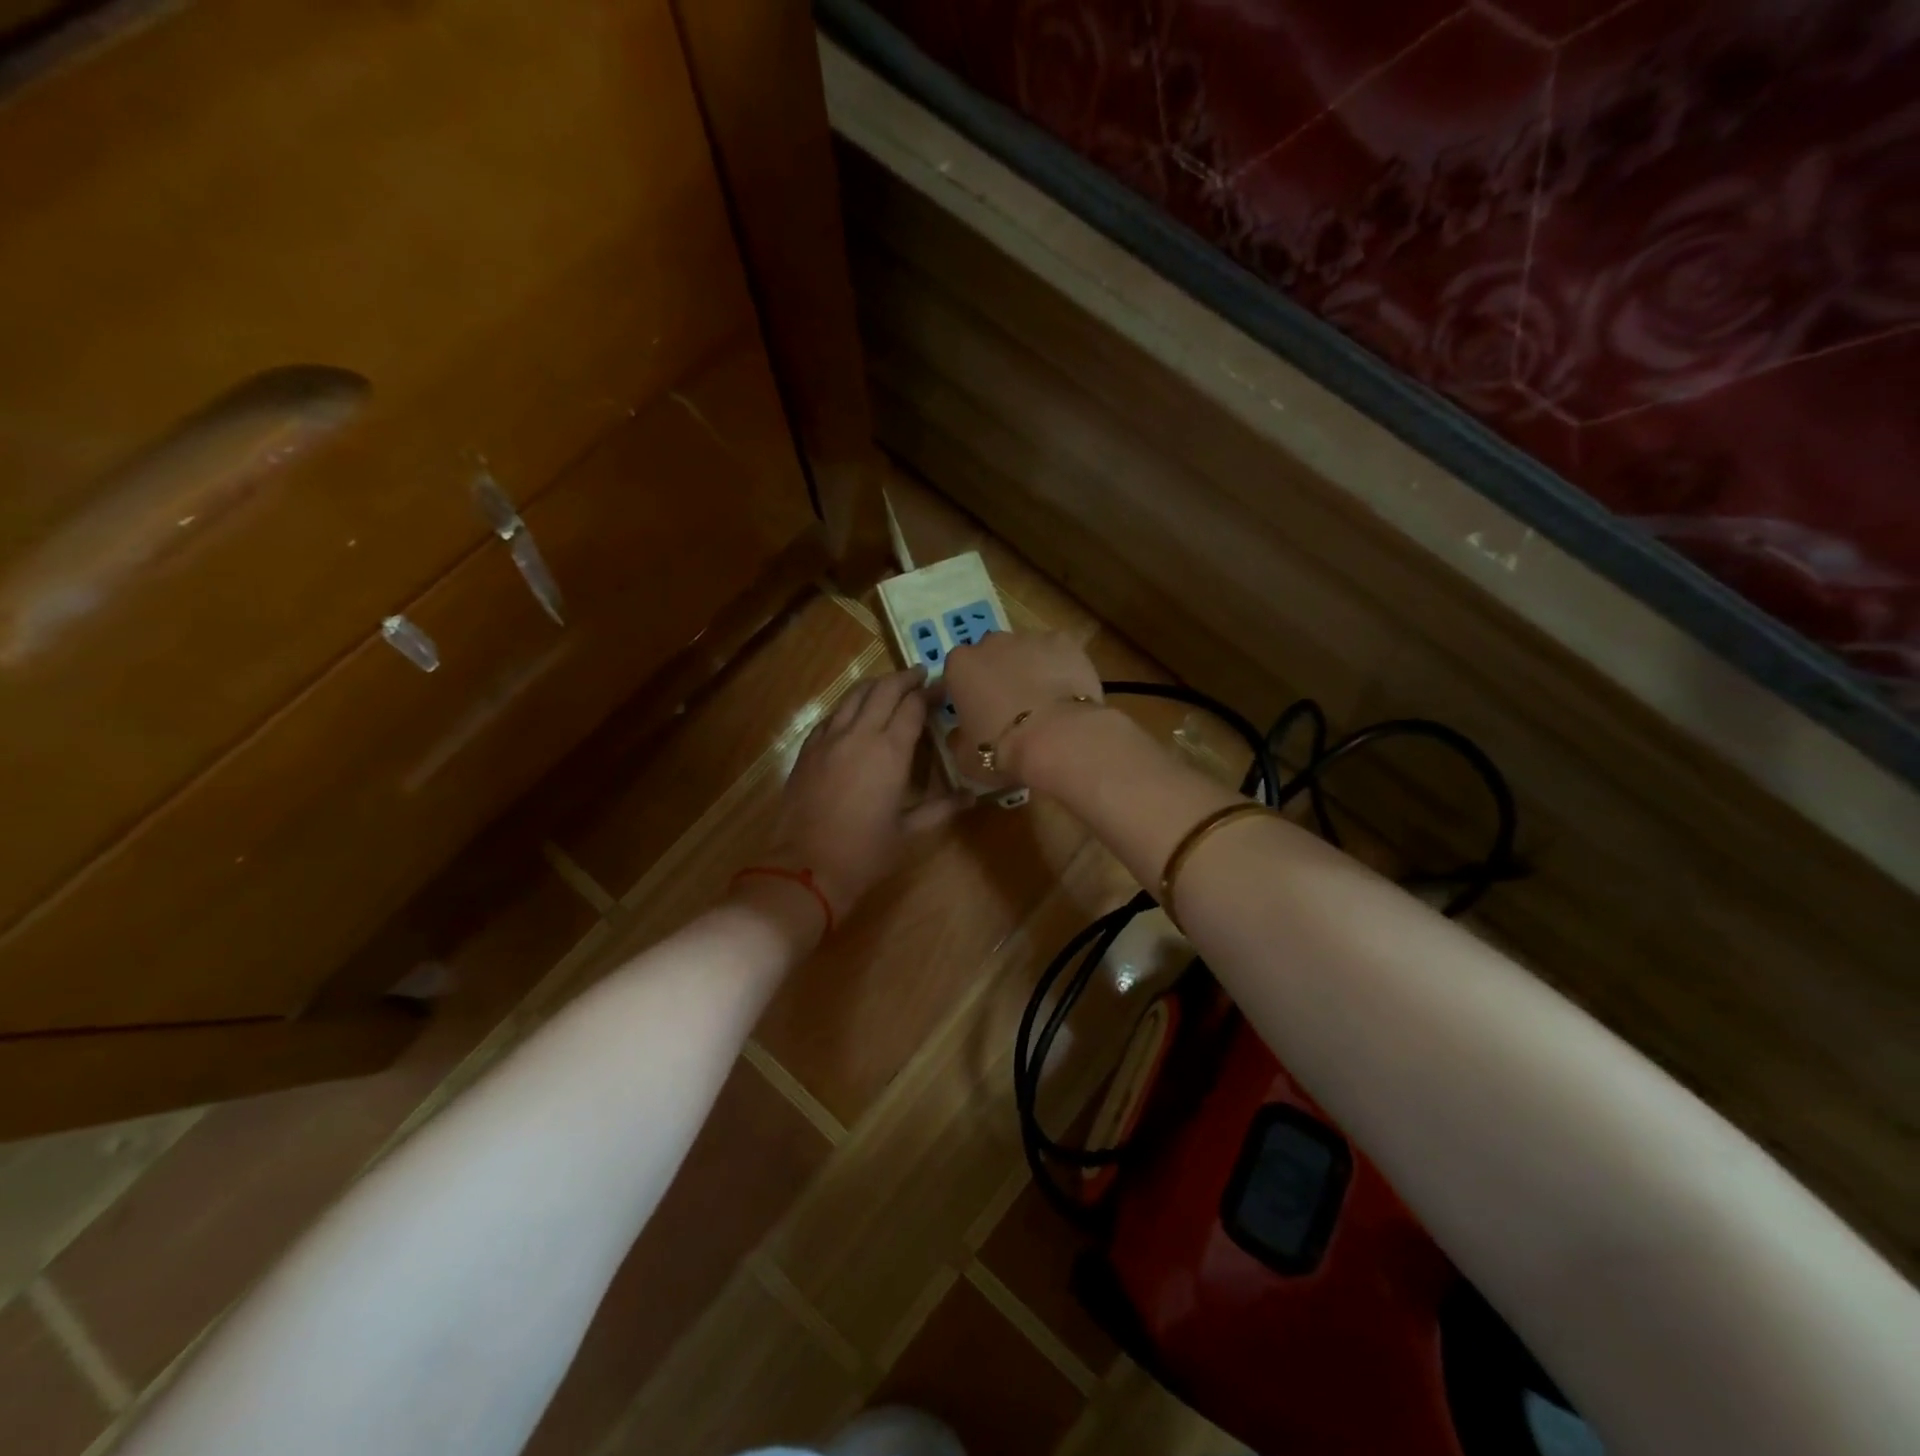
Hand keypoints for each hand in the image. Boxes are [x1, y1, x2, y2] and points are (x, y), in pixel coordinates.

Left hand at [768, 666, 967, 921]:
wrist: (806, 866)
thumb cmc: (865, 852)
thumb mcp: (910, 831)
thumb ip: (942, 808)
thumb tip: (972, 797)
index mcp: (890, 751)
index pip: (913, 706)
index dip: (929, 693)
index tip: (942, 687)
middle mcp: (860, 734)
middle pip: (883, 690)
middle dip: (904, 678)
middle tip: (919, 675)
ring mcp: (829, 739)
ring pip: (854, 695)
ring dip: (875, 685)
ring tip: (889, 684)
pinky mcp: (808, 749)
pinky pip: (832, 715)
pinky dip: (849, 706)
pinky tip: (854, 712)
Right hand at [942, 631, 1105, 785]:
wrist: (1058, 739)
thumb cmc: (1003, 750)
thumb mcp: (966, 758)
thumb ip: (958, 740)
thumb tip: (959, 736)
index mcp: (960, 666)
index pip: (956, 672)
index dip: (967, 692)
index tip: (977, 713)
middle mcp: (991, 642)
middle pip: (991, 655)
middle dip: (998, 675)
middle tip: (1011, 708)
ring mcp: (1030, 638)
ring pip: (1026, 651)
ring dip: (1030, 670)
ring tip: (1044, 703)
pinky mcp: (1064, 642)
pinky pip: (1059, 652)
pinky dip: (1062, 667)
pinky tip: (1068, 692)